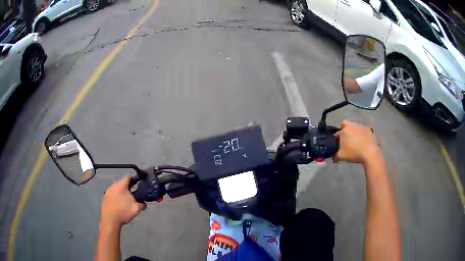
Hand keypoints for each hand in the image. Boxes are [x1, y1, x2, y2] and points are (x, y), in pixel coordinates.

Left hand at [100, 176, 145, 227]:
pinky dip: (116, 198)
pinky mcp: (105, 198)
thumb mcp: (136, 208)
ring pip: (117, 189)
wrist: (110, 220)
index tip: (138, 186)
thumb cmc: (123, 211)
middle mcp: (114, 185)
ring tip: (125, 202)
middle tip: (133, 196)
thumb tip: (144, 203)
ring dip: (121, 193)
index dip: (134, 180)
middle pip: (122, 183)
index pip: (128, 177)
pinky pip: (112, 195)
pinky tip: (119, 206)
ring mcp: (108, 191)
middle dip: (128, 189)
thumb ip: (142, 204)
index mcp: (121, 185)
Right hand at [333, 120, 380, 164]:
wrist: (370, 153)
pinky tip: (363, 141)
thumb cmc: (354, 153)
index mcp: (343, 131)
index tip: (337, 145)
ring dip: (353, 132)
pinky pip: (362, 130)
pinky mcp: (368, 129)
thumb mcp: (341, 156)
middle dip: (343, 129)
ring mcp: (360, 126)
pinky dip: (361, 134)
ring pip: (354, 126)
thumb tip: (334, 157)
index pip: (336, 133)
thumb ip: (335, 156)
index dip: (335, 140)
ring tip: (355, 141)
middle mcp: (351, 125)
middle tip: (345, 139)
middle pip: (344, 124)